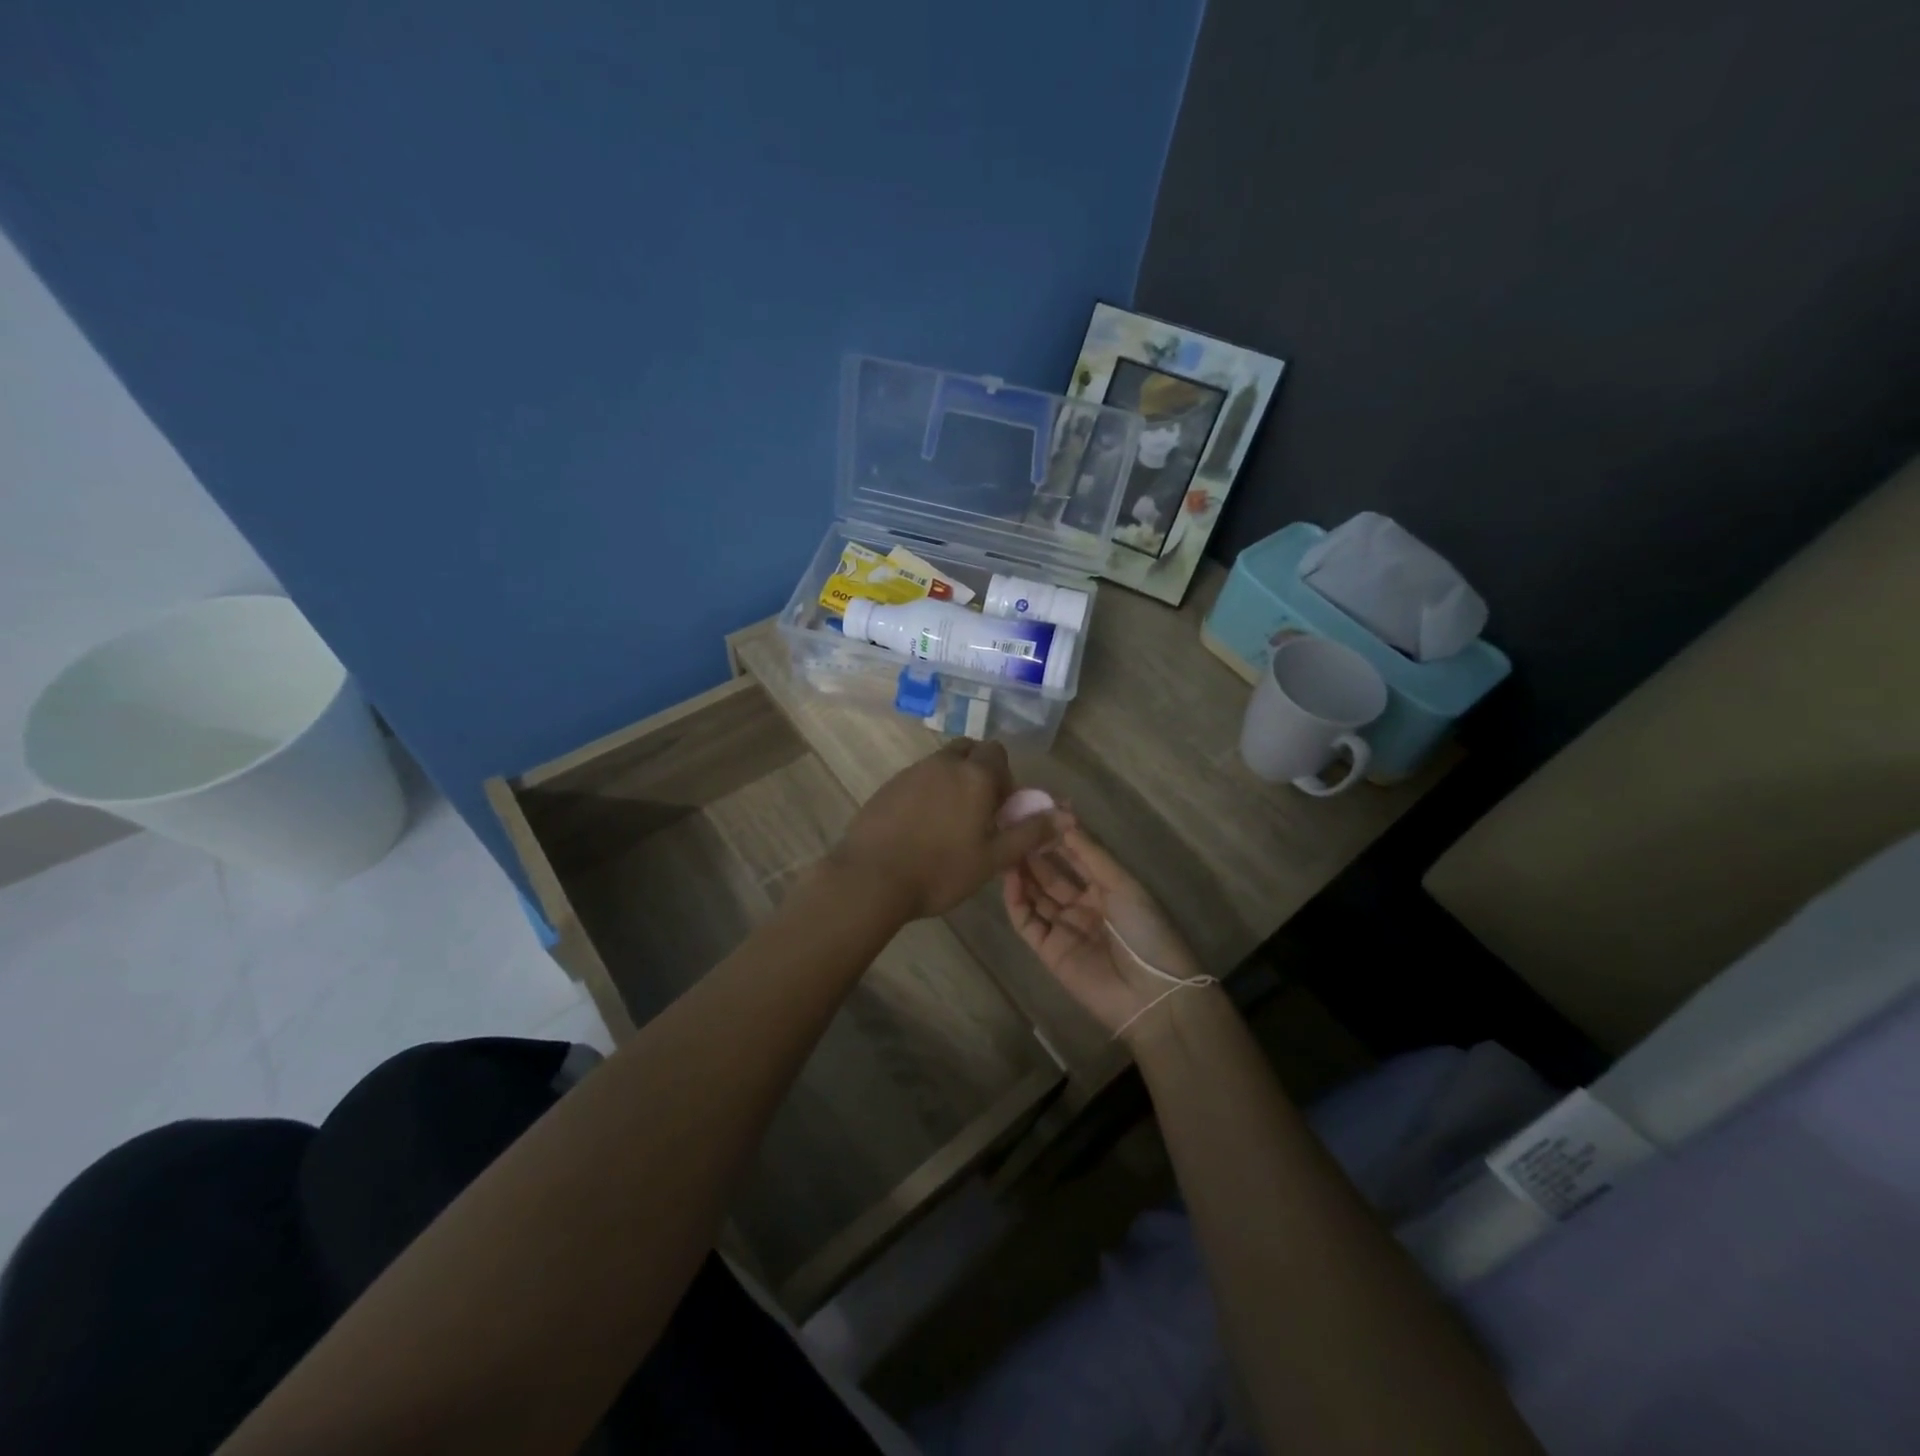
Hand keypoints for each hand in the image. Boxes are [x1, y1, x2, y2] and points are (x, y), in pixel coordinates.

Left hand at [833, 741, 1068, 921]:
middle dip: (978, 771)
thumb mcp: (993, 858)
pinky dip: (926, 792)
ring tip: (948, 823)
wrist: (871, 878)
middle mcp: (944, 763)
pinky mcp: (888, 785)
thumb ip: (1030, 833)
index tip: (1000, 809)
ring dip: (952, 781)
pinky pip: (917, 778)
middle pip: (969, 750)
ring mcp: (912, 771)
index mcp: (975, 775)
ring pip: (941, 763)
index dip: (1005, 777)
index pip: (998, 753)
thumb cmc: (940, 870)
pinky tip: (920, 827)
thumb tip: (1065, 816)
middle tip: (977, 811)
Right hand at [1002, 825, 1204, 1040]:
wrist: (1151, 995)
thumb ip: (1090, 854)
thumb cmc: (1145, 931)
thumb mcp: (1123, 885)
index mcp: (1107, 888)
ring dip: (1022, 872)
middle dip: (1035, 851)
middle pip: (1052, 874)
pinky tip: (1009, 877)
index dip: (1059, 835)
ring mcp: (1064, 928)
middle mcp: (1083, 905)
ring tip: (1005, 846)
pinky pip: (1027, 921)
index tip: (1038, 810)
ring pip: (1036, 895)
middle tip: (1013, 826)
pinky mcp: (1048, 951)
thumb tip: (1064, 819)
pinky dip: (1016, 900)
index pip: (1077, 856)